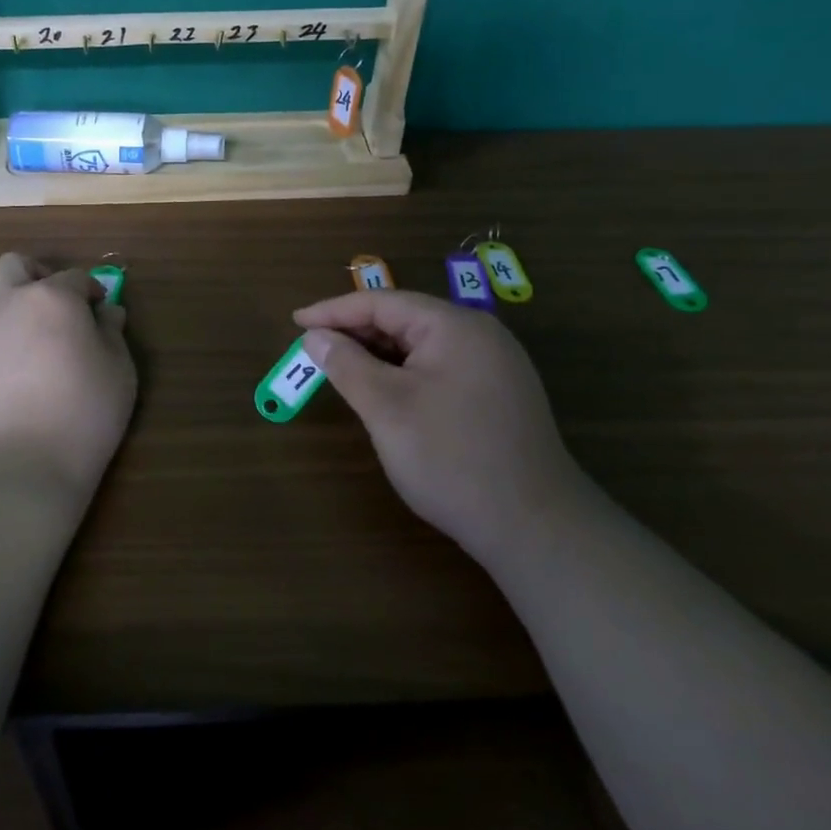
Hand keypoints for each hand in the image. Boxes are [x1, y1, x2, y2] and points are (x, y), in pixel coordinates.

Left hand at [0, 254, 135, 491]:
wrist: (16, 468)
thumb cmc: (82, 416)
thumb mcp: (119, 372)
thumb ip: (113, 334)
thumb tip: (107, 313)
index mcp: (51, 297)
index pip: (76, 278)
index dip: (92, 292)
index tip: (101, 313)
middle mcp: (6, 300)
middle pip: (16, 265)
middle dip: (38, 275)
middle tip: (56, 305)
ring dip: (2, 298)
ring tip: (20, 329)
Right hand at [294, 291, 578, 551]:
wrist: (534, 527)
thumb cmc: (450, 458)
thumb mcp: (386, 407)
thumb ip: (346, 365)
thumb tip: (315, 337)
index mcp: (454, 326)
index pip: (382, 302)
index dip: (334, 311)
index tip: (296, 322)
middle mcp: (480, 335)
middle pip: (404, 319)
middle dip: (356, 332)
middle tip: (314, 350)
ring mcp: (495, 365)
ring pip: (422, 346)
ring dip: (379, 355)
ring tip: (342, 371)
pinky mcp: (500, 394)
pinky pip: (440, 367)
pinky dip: (405, 373)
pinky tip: (386, 393)